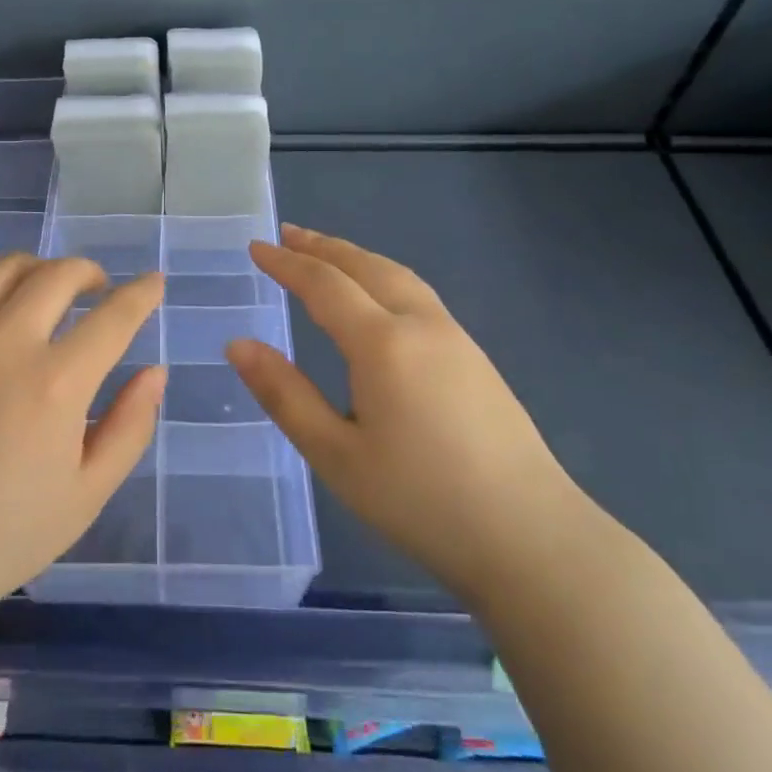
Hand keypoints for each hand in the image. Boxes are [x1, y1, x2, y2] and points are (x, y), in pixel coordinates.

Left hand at [0, 254, 164, 621]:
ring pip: (5, 268)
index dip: (141, 294)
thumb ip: (130, 426)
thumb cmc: (0, 536)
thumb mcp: (86, 494)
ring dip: (38, 270)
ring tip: (43, 291)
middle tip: (96, 288)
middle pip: (58, 275)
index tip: (153, 282)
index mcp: (55, 384)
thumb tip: (155, 371)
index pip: (114, 316)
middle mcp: (4, 342)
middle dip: (89, 273)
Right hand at [228, 224, 583, 602]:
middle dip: (322, 246)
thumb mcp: (336, 455)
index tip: (255, 247)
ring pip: (398, 275)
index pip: (324, 284)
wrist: (533, 538)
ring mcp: (456, 338)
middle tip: (286, 233)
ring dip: (356, 257)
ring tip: (326, 253)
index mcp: (382, 343)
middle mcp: (421, 325)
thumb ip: (285, 395)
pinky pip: (418, 294)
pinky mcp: (476, 358)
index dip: (286, 263)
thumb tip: (238, 345)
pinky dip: (383, 276)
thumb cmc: (422, 501)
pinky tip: (378, 297)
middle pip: (365, 266)